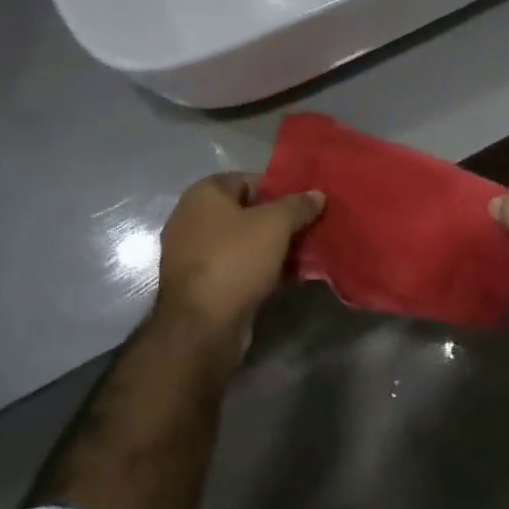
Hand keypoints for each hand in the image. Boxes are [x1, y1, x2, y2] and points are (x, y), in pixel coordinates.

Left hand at [155, 173, 324, 347]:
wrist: (202, 327)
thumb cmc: (236, 260)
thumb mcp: (276, 224)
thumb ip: (298, 205)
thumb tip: (317, 194)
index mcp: (203, 194)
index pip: (248, 180)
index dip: (279, 189)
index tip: (304, 204)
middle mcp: (191, 218)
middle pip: (246, 212)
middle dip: (278, 221)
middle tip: (308, 228)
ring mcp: (192, 254)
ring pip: (242, 242)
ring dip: (271, 247)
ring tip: (303, 253)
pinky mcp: (199, 285)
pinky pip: (236, 266)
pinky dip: (258, 268)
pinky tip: (286, 276)